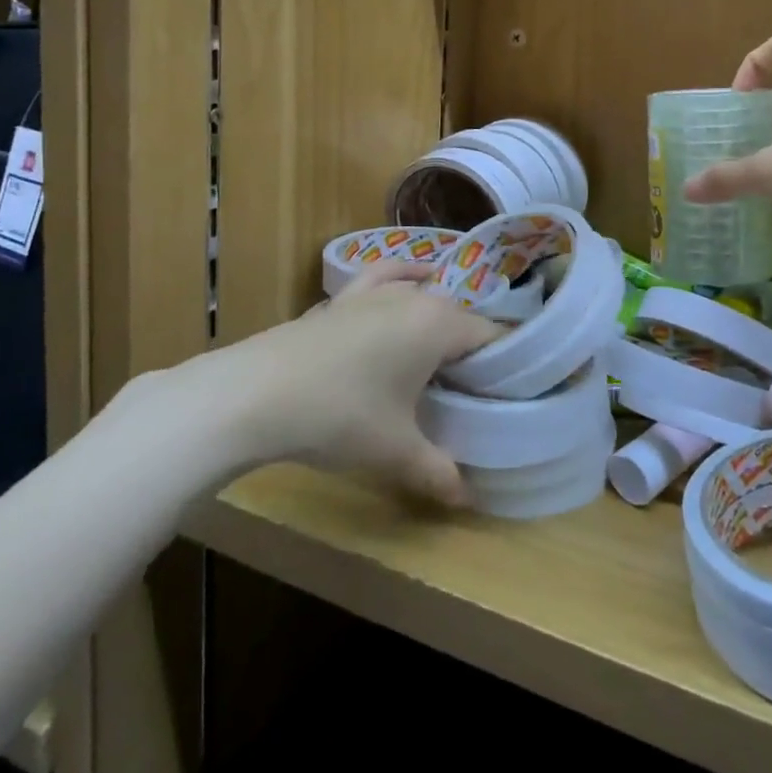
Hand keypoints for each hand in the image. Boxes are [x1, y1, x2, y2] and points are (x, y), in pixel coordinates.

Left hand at [167, 262, 500, 504]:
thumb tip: (467, 498)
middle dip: (473, 347)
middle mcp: (414, 298)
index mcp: (438, 326)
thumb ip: (437, 472)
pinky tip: (412, 277)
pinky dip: (403, 274)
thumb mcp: (395, 452)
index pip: (491, 335)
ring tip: (449, 345)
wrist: (257, 394)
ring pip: (424, 293)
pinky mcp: (343, 298)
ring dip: (442, 314)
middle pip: (460, 315)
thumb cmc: (340, 417)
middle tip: (476, 388)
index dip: (508, 360)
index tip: (514, 389)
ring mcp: (375, 293)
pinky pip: (384, 274)